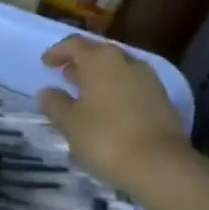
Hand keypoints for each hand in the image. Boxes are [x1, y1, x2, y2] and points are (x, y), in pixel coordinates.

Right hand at [37, 35, 190, 190]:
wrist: (161, 165)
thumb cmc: (106, 138)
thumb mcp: (71, 123)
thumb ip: (55, 104)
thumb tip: (47, 92)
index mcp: (100, 59)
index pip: (74, 44)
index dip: (58, 52)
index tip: (46, 63)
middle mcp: (125, 60)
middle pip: (98, 54)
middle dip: (81, 64)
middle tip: (66, 78)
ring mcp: (148, 78)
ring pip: (118, 70)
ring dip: (100, 78)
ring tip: (86, 97)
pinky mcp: (162, 98)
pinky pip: (132, 86)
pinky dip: (117, 92)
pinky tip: (110, 112)